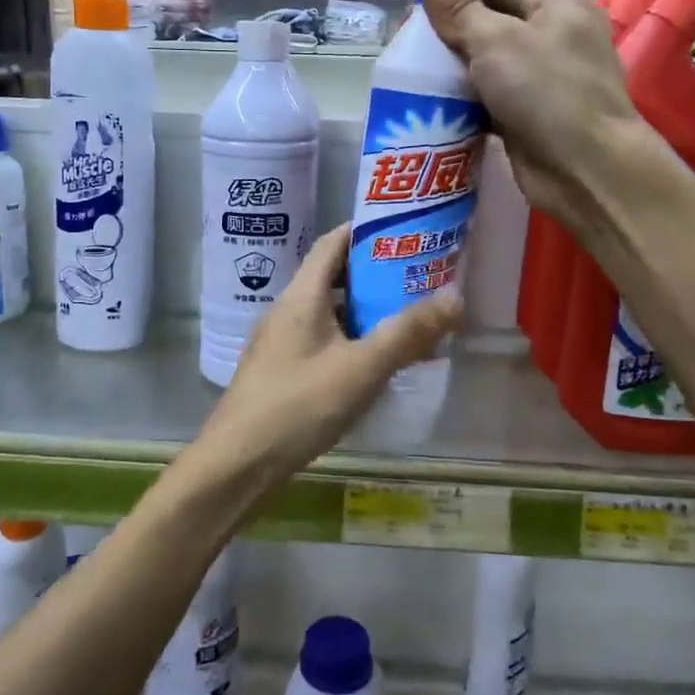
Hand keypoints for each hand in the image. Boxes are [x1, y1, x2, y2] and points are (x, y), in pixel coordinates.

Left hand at [193, 225, 461, 499]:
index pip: (332, 243)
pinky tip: (377, 365)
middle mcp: (287, 311)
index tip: (405, 231)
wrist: (238, 463)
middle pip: (334, 278)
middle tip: (419, 279)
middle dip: (376, 276)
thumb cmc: (299, 405)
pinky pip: (323, 342)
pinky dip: (352, 342)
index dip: (366, 232)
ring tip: (409, 321)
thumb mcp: (362, 368)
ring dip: (366, 313)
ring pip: (330, 314)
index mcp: (301, 296)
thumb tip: (455, 295)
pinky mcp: (281, 371)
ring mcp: (281, 342)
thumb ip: (408, 332)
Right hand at [413, 0, 662, 243]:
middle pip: (491, 19)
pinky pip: (490, 97)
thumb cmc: (545, 93)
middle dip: (449, 28)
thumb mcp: (496, 41)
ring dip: (453, 66)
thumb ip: (459, 6)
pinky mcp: (531, 115)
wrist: (586, 170)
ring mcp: (544, 78)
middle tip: (405, 35)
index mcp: (555, 3)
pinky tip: (432, 101)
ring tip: (409, 67)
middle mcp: (553, 35)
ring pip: (488, 62)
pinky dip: (465, 98)